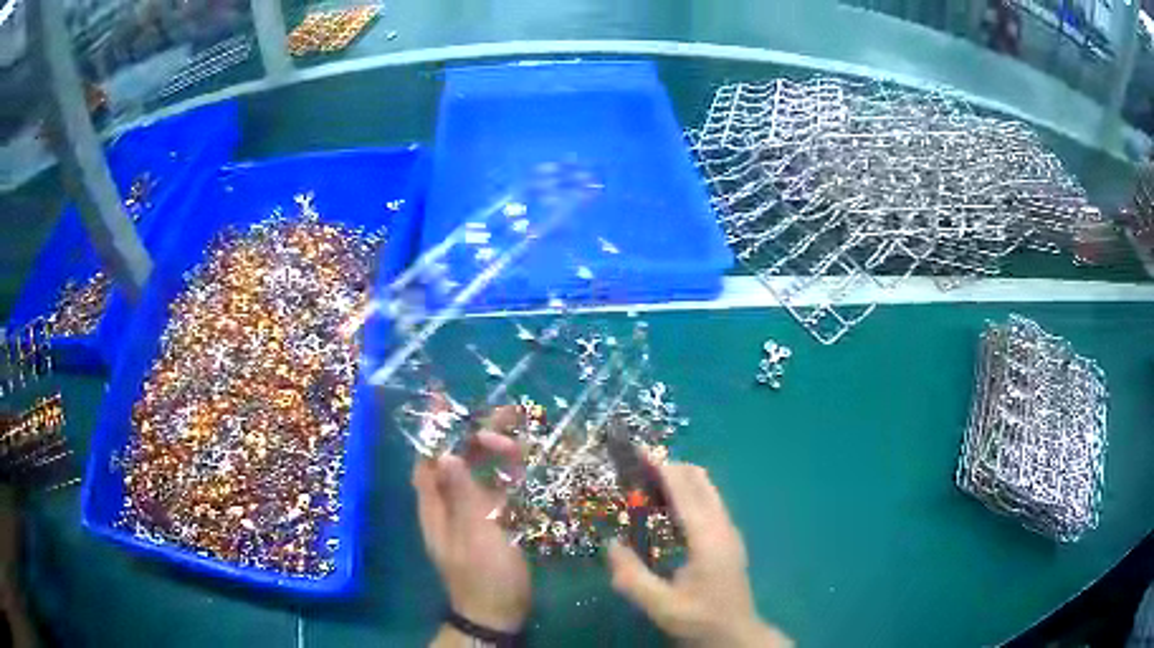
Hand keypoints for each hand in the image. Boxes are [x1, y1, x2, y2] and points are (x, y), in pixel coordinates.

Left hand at [413, 428, 529, 633]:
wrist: (498, 612)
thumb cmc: (482, 575)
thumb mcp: (472, 534)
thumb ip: (461, 494)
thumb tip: (445, 452)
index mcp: (435, 505)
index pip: (428, 457)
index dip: (434, 427)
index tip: (444, 398)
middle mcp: (450, 503)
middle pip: (459, 459)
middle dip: (476, 433)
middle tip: (505, 412)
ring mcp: (473, 513)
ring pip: (481, 473)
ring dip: (497, 452)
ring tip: (520, 433)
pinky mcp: (494, 523)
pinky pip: (499, 490)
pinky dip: (510, 474)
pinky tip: (528, 463)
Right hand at [607, 463, 791, 647]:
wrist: (736, 635)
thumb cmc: (700, 620)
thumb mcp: (661, 606)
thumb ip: (633, 578)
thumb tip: (610, 545)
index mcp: (708, 538)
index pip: (685, 491)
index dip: (662, 468)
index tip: (639, 451)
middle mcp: (722, 526)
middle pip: (700, 481)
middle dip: (670, 467)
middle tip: (635, 467)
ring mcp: (729, 531)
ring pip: (706, 490)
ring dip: (678, 479)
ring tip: (645, 483)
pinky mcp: (728, 539)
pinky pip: (707, 503)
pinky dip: (686, 493)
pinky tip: (665, 510)